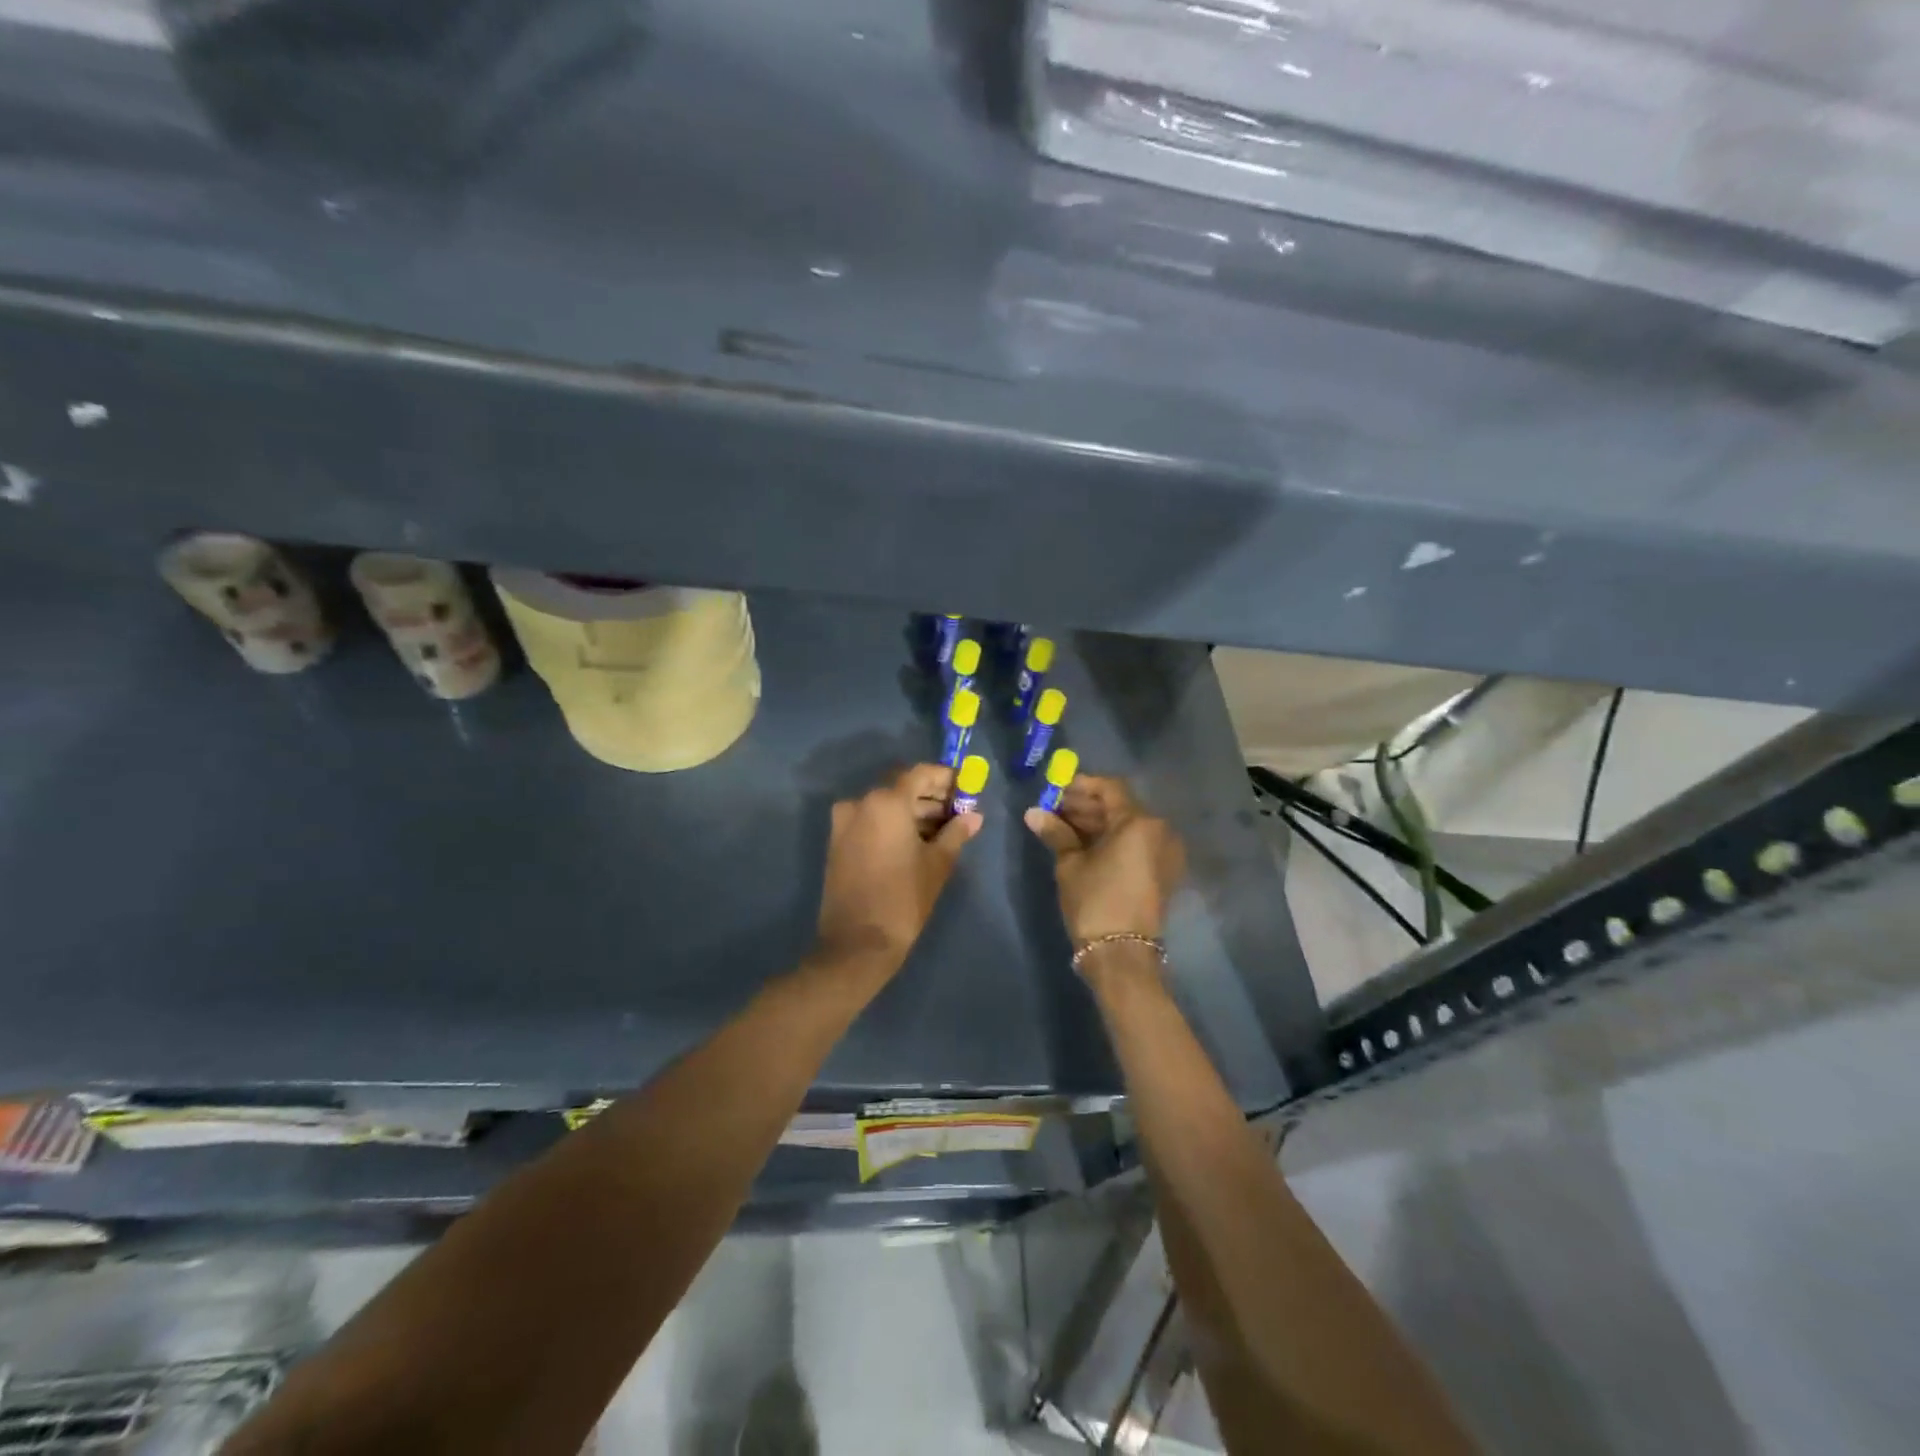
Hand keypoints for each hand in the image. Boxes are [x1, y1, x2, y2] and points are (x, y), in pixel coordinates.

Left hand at [812, 763, 981, 976]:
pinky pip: (870, 821)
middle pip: (901, 788)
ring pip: (885, 805)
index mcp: (886, 802)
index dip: (945, 778)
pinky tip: (917, 841)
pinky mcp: (837, 842)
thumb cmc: (904, 899)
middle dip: (930, 796)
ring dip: (912, 812)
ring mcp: (844, 823)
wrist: (858, 943)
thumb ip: (956, 833)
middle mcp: (860, 803)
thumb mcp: (937, 864)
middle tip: (957, 810)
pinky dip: (893, 824)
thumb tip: (974, 817)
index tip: (965, 787)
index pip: (920, 774)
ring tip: (942, 830)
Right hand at [1025, 774, 1185, 950]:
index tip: (1057, 790)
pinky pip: (1136, 843)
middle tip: (1055, 809)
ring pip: (1128, 825)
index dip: (1082, 785)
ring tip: (1064, 827)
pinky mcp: (1162, 871)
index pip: (1110, 788)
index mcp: (1139, 822)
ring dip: (1098, 823)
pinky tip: (1084, 844)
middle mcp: (1159, 830)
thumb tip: (1033, 812)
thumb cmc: (1095, 901)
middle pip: (1120, 806)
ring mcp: (1164, 852)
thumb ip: (1056, 832)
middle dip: (1087, 806)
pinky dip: (1112, 839)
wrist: (1122, 954)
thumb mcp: (1070, 864)